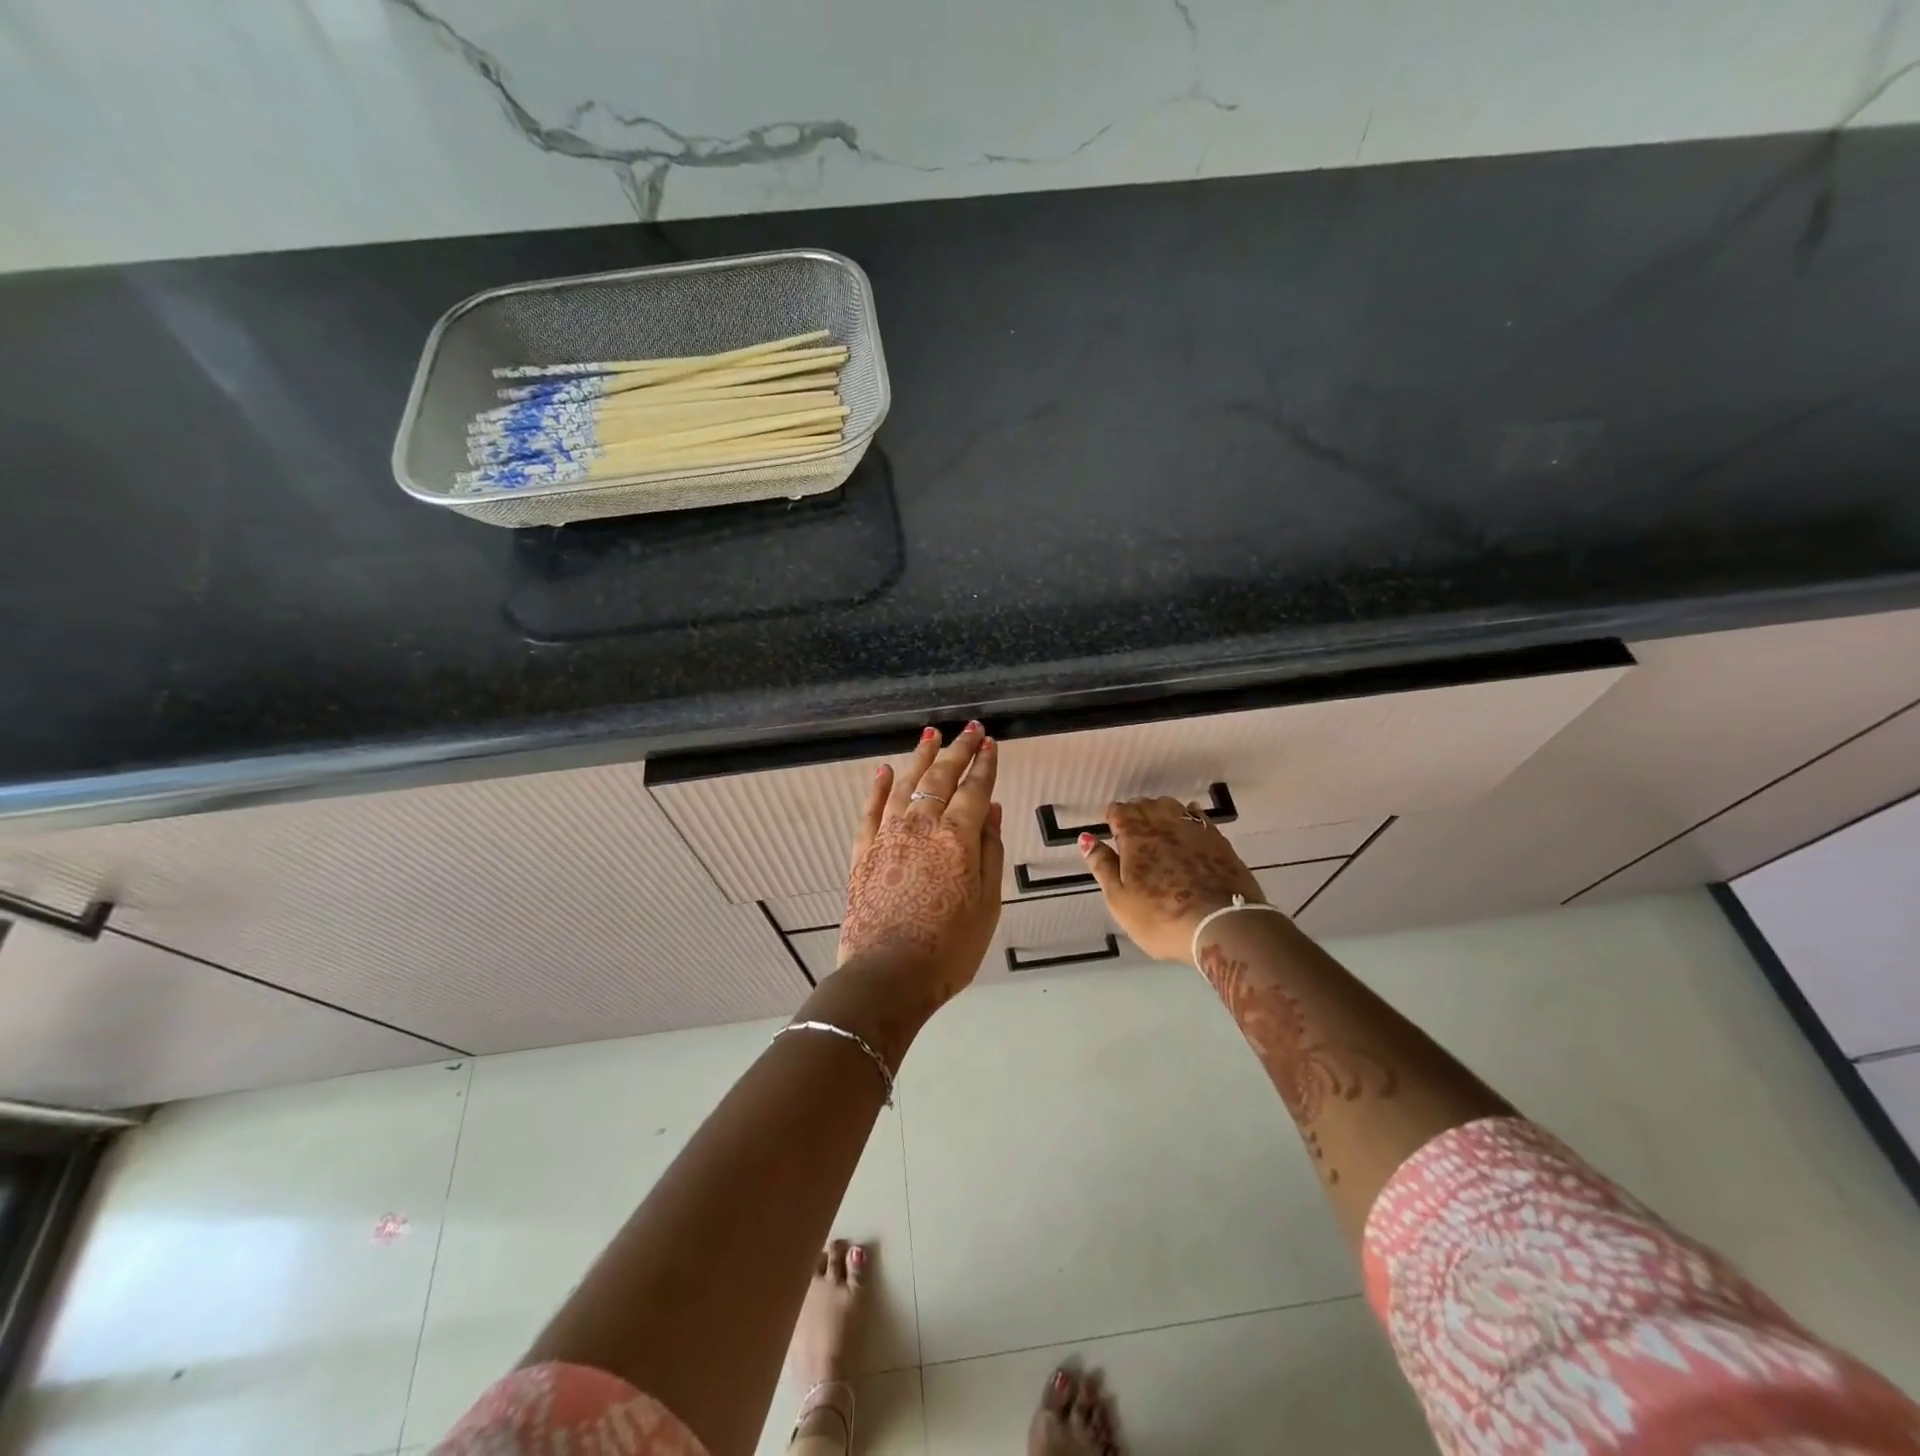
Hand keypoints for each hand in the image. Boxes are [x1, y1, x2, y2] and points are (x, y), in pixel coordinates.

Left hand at [838, 723, 1003, 1003]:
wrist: (888, 975)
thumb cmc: (949, 947)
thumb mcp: (987, 903)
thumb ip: (989, 850)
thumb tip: (991, 809)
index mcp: (957, 837)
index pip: (975, 789)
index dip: (984, 765)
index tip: (990, 743)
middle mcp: (921, 826)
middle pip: (940, 777)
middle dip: (957, 750)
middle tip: (968, 729)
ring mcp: (887, 836)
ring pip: (905, 784)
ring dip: (920, 757)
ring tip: (930, 735)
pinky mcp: (863, 851)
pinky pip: (871, 809)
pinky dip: (878, 787)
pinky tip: (884, 771)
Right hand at [1080, 795, 1265, 962]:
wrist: (1223, 926)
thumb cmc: (1161, 918)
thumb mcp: (1120, 899)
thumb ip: (1102, 865)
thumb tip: (1085, 837)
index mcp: (1135, 836)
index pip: (1119, 811)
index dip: (1112, 817)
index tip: (1110, 828)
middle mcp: (1164, 825)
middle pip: (1146, 805)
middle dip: (1135, 812)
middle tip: (1131, 830)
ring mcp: (1194, 831)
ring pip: (1173, 806)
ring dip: (1161, 811)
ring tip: (1157, 826)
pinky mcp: (1219, 842)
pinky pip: (1199, 817)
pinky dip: (1188, 816)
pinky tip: (1187, 825)